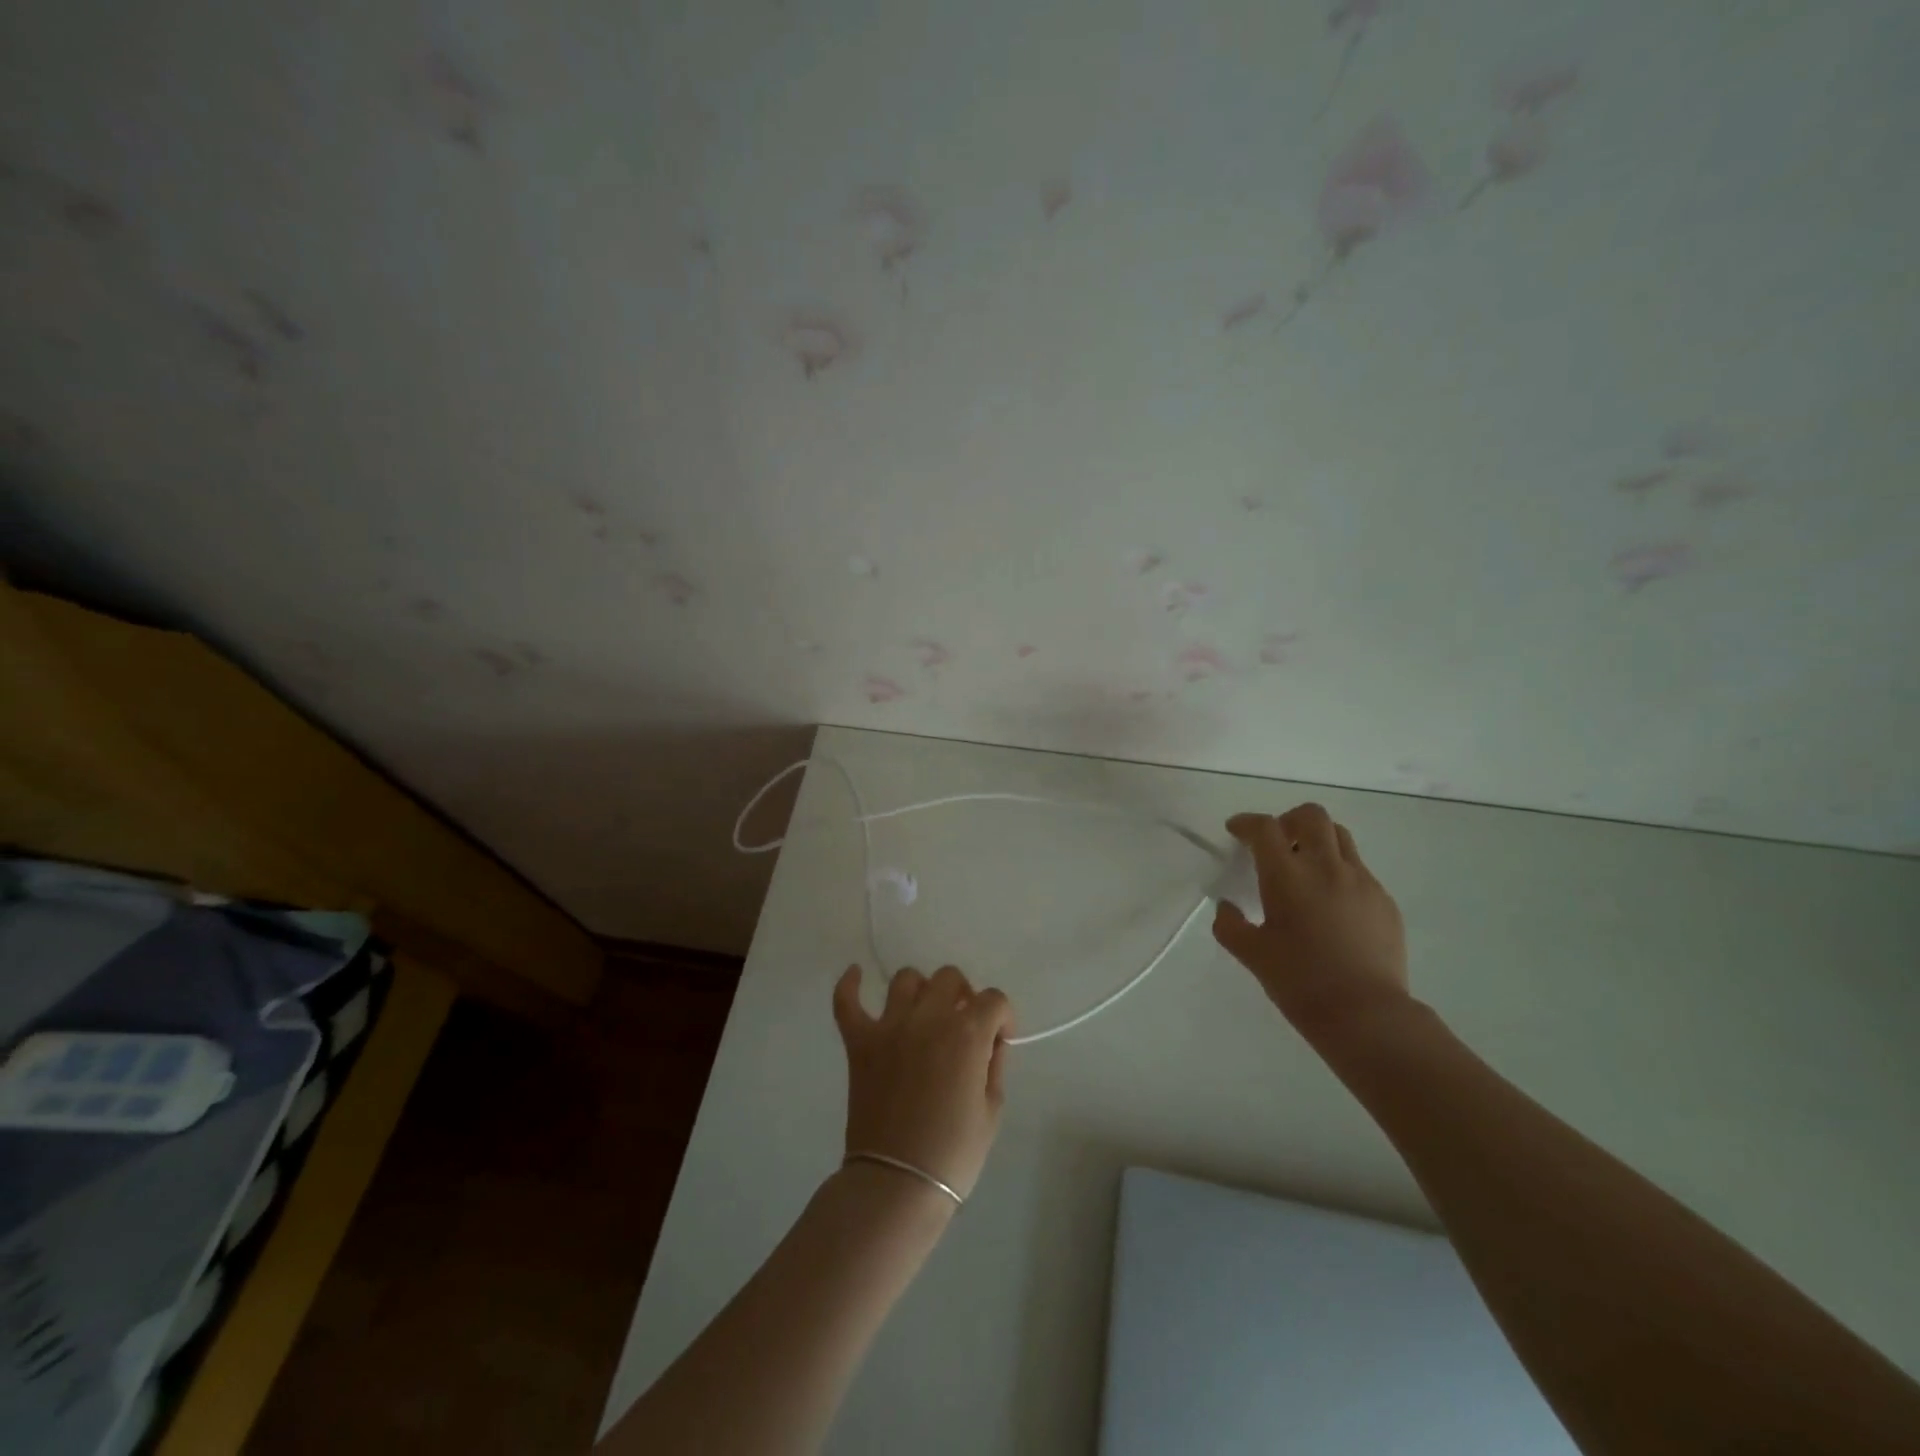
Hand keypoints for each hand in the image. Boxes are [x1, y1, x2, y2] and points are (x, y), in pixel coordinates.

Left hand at [832, 964, 1014, 1200]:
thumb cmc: (953, 1153)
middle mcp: (929, 1018)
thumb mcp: (992, 1110)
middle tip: (964, 1024)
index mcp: (967, 1034)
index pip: (994, 1000)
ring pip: (907, 980)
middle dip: (964, 996)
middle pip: (950, 978)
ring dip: (921, 991)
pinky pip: (847, 1002)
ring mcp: (890, 1027)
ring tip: (924, 1012)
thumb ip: (993, 1065)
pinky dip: (849, 984)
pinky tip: (856, 974)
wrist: (898, 1184)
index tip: (1000, 1039)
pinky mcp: (859, 1042)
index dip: (1002, 1017)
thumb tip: (989, 1042)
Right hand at [1211, 804, 1409, 1032]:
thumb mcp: (1252, 954)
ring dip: (1317, 841)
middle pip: (1311, 816)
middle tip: (1276, 843)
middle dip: (1288, 820)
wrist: (1366, 1014)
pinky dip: (1339, 871)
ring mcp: (1362, 882)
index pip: (1265, 828)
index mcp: (1288, 876)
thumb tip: (1226, 908)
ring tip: (1305, 868)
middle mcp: (1326, 867)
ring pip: (1340, 837)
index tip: (1236, 830)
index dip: (1247, 823)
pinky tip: (1331, 905)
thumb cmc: (1300, 981)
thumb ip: (1230, 925)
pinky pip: (1359, 870)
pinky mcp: (1384, 901)